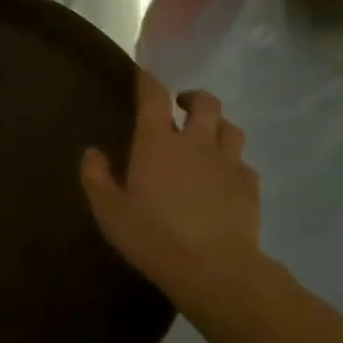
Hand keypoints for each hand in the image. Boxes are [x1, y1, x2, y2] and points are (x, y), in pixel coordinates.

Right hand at [80, 73, 261, 305]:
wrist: (212, 268)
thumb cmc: (151, 236)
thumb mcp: (108, 211)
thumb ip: (96, 177)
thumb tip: (92, 152)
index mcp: (157, 143)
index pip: (155, 96)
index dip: (149, 81)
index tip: (143, 75)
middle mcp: (196, 142)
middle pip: (205, 102)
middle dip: (192, 98)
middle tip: (180, 108)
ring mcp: (228, 162)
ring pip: (230, 128)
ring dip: (216, 126)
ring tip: (205, 138)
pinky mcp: (250, 185)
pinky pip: (243, 162)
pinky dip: (232, 161)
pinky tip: (223, 177)